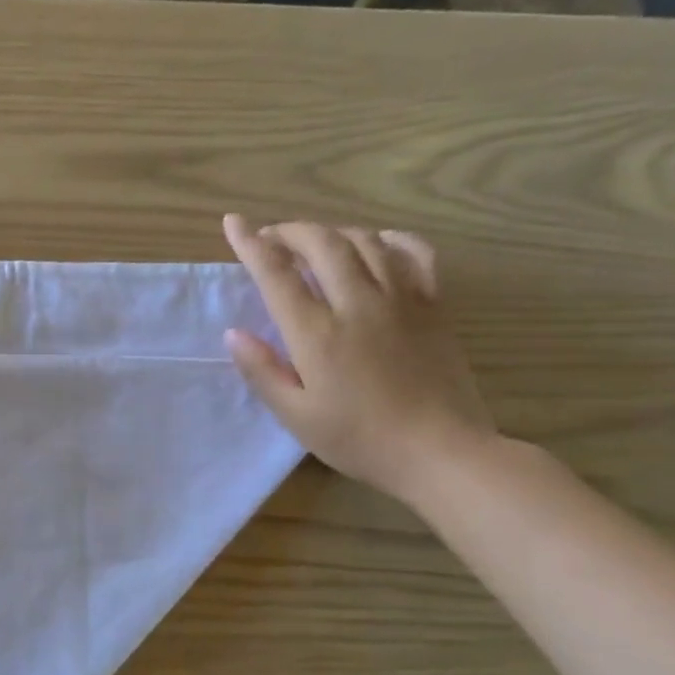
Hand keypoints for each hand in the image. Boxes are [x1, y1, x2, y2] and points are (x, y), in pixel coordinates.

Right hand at [222, 216, 495, 505]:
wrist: (441, 452)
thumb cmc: (359, 440)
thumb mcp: (296, 417)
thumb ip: (262, 371)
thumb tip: (234, 333)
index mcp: (317, 334)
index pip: (276, 274)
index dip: (251, 243)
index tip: (233, 222)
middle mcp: (357, 304)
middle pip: (322, 244)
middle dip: (291, 231)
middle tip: (272, 237)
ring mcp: (402, 300)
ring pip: (364, 242)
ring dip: (332, 233)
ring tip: (314, 242)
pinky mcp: (433, 305)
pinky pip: (414, 253)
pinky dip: (390, 240)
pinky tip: (377, 244)